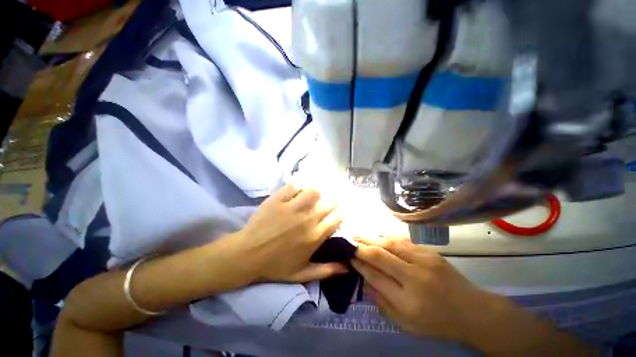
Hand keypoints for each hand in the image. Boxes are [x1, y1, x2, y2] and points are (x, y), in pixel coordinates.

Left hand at [230, 184, 346, 282]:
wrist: (247, 255)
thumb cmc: (275, 266)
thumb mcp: (302, 274)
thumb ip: (327, 271)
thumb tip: (347, 267)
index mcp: (315, 236)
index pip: (336, 218)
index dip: (339, 213)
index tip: (336, 212)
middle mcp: (308, 219)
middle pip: (328, 203)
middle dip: (331, 201)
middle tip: (326, 201)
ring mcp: (292, 207)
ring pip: (314, 191)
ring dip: (315, 192)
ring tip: (311, 195)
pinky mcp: (278, 199)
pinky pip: (294, 186)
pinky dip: (298, 186)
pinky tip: (297, 189)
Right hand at [351, 237, 491, 342]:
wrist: (472, 311)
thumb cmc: (437, 322)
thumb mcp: (406, 323)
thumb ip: (381, 302)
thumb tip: (363, 280)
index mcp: (408, 300)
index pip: (375, 275)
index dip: (359, 264)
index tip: (348, 256)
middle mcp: (415, 276)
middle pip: (381, 255)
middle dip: (361, 246)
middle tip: (348, 240)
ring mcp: (424, 260)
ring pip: (390, 243)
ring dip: (371, 238)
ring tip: (359, 235)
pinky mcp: (430, 252)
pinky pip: (403, 241)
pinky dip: (387, 237)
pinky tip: (378, 235)